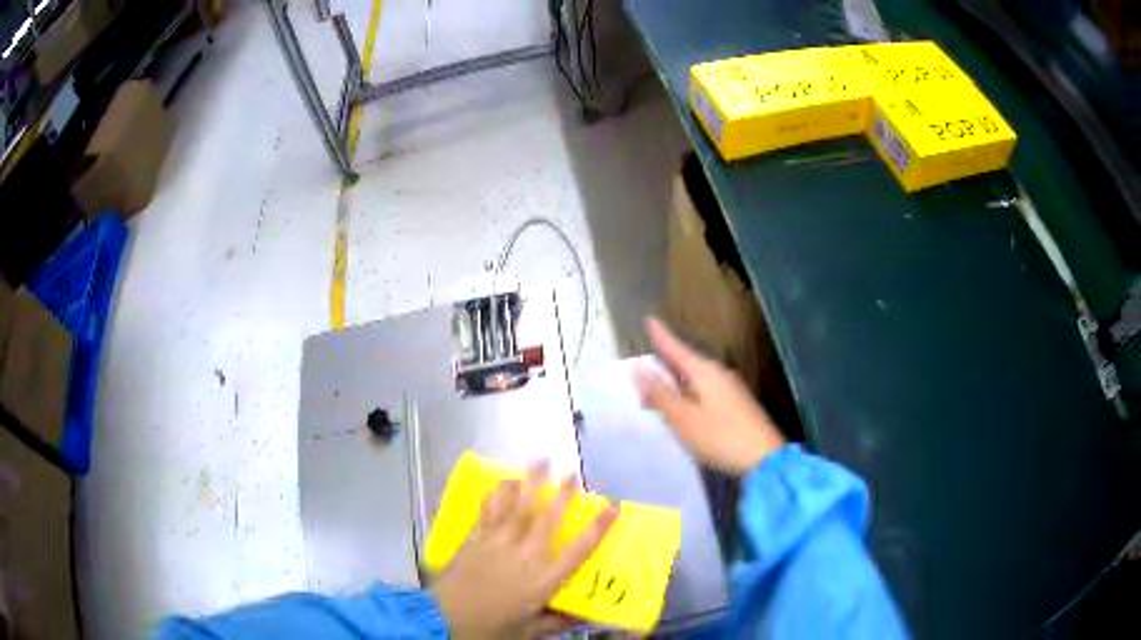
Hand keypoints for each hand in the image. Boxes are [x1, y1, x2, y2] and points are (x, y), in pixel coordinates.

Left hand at [431, 462, 618, 638]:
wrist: (445, 618)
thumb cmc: (491, 626)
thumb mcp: (529, 631)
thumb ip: (557, 622)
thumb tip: (585, 617)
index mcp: (543, 580)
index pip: (578, 551)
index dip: (598, 528)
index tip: (612, 508)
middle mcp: (524, 556)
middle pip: (547, 519)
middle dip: (562, 494)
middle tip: (571, 474)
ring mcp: (498, 543)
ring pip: (518, 507)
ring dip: (531, 483)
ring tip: (541, 462)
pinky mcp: (476, 538)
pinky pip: (490, 510)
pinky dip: (499, 494)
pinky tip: (505, 482)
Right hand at [635, 316, 785, 474]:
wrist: (764, 458)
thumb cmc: (720, 436)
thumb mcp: (683, 418)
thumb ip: (660, 394)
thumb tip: (639, 368)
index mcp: (704, 372)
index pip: (676, 348)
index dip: (660, 336)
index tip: (648, 319)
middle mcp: (718, 373)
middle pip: (685, 363)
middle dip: (662, 367)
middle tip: (639, 374)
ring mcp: (729, 388)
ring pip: (694, 379)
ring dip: (673, 384)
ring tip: (654, 397)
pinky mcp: (735, 404)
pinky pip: (703, 391)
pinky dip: (686, 395)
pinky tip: (681, 410)